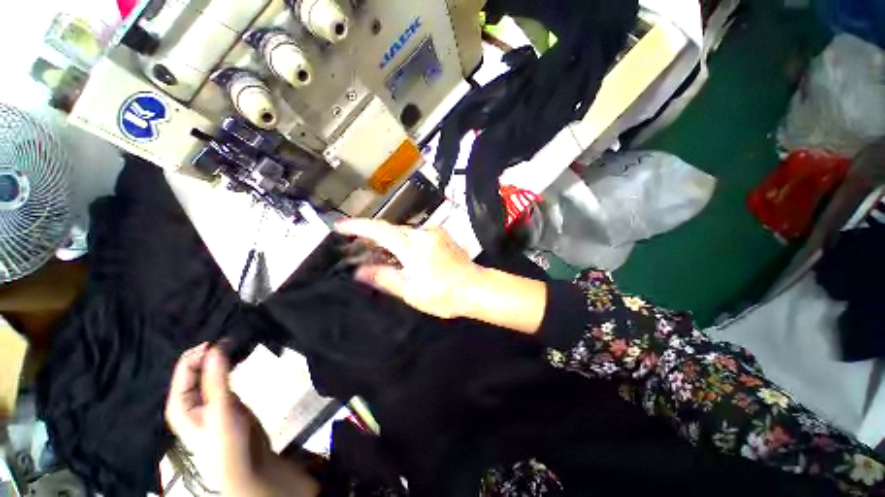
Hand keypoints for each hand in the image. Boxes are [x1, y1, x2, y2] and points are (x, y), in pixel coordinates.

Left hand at [165, 344, 317, 496]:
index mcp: (179, 402)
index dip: (201, 351)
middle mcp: (190, 398)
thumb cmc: (227, 440)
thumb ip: (217, 378)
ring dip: (222, 356)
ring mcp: (208, 398)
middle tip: (235, 338)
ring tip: (239, 343)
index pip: (184, 367)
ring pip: (211, 370)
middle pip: (196, 367)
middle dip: (212, 352)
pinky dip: (230, 364)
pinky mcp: (225, 398)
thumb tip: (216, 346)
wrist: (248, 464)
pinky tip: (240, 356)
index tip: (225, 339)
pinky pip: (223, 375)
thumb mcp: (221, 409)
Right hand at [335, 219, 486, 318]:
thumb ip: (385, 278)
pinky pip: (415, 235)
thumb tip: (360, 271)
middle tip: (358, 248)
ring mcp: (434, 233)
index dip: (358, 226)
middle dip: (373, 236)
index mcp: (413, 247)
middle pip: (391, 230)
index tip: (341, 226)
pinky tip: (402, 255)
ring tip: (378, 255)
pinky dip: (403, 242)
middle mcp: (423, 233)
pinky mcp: (441, 236)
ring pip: (404, 232)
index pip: (380, 230)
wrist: (476, 287)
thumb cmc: (444, 294)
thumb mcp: (411, 291)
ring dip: (389, 241)